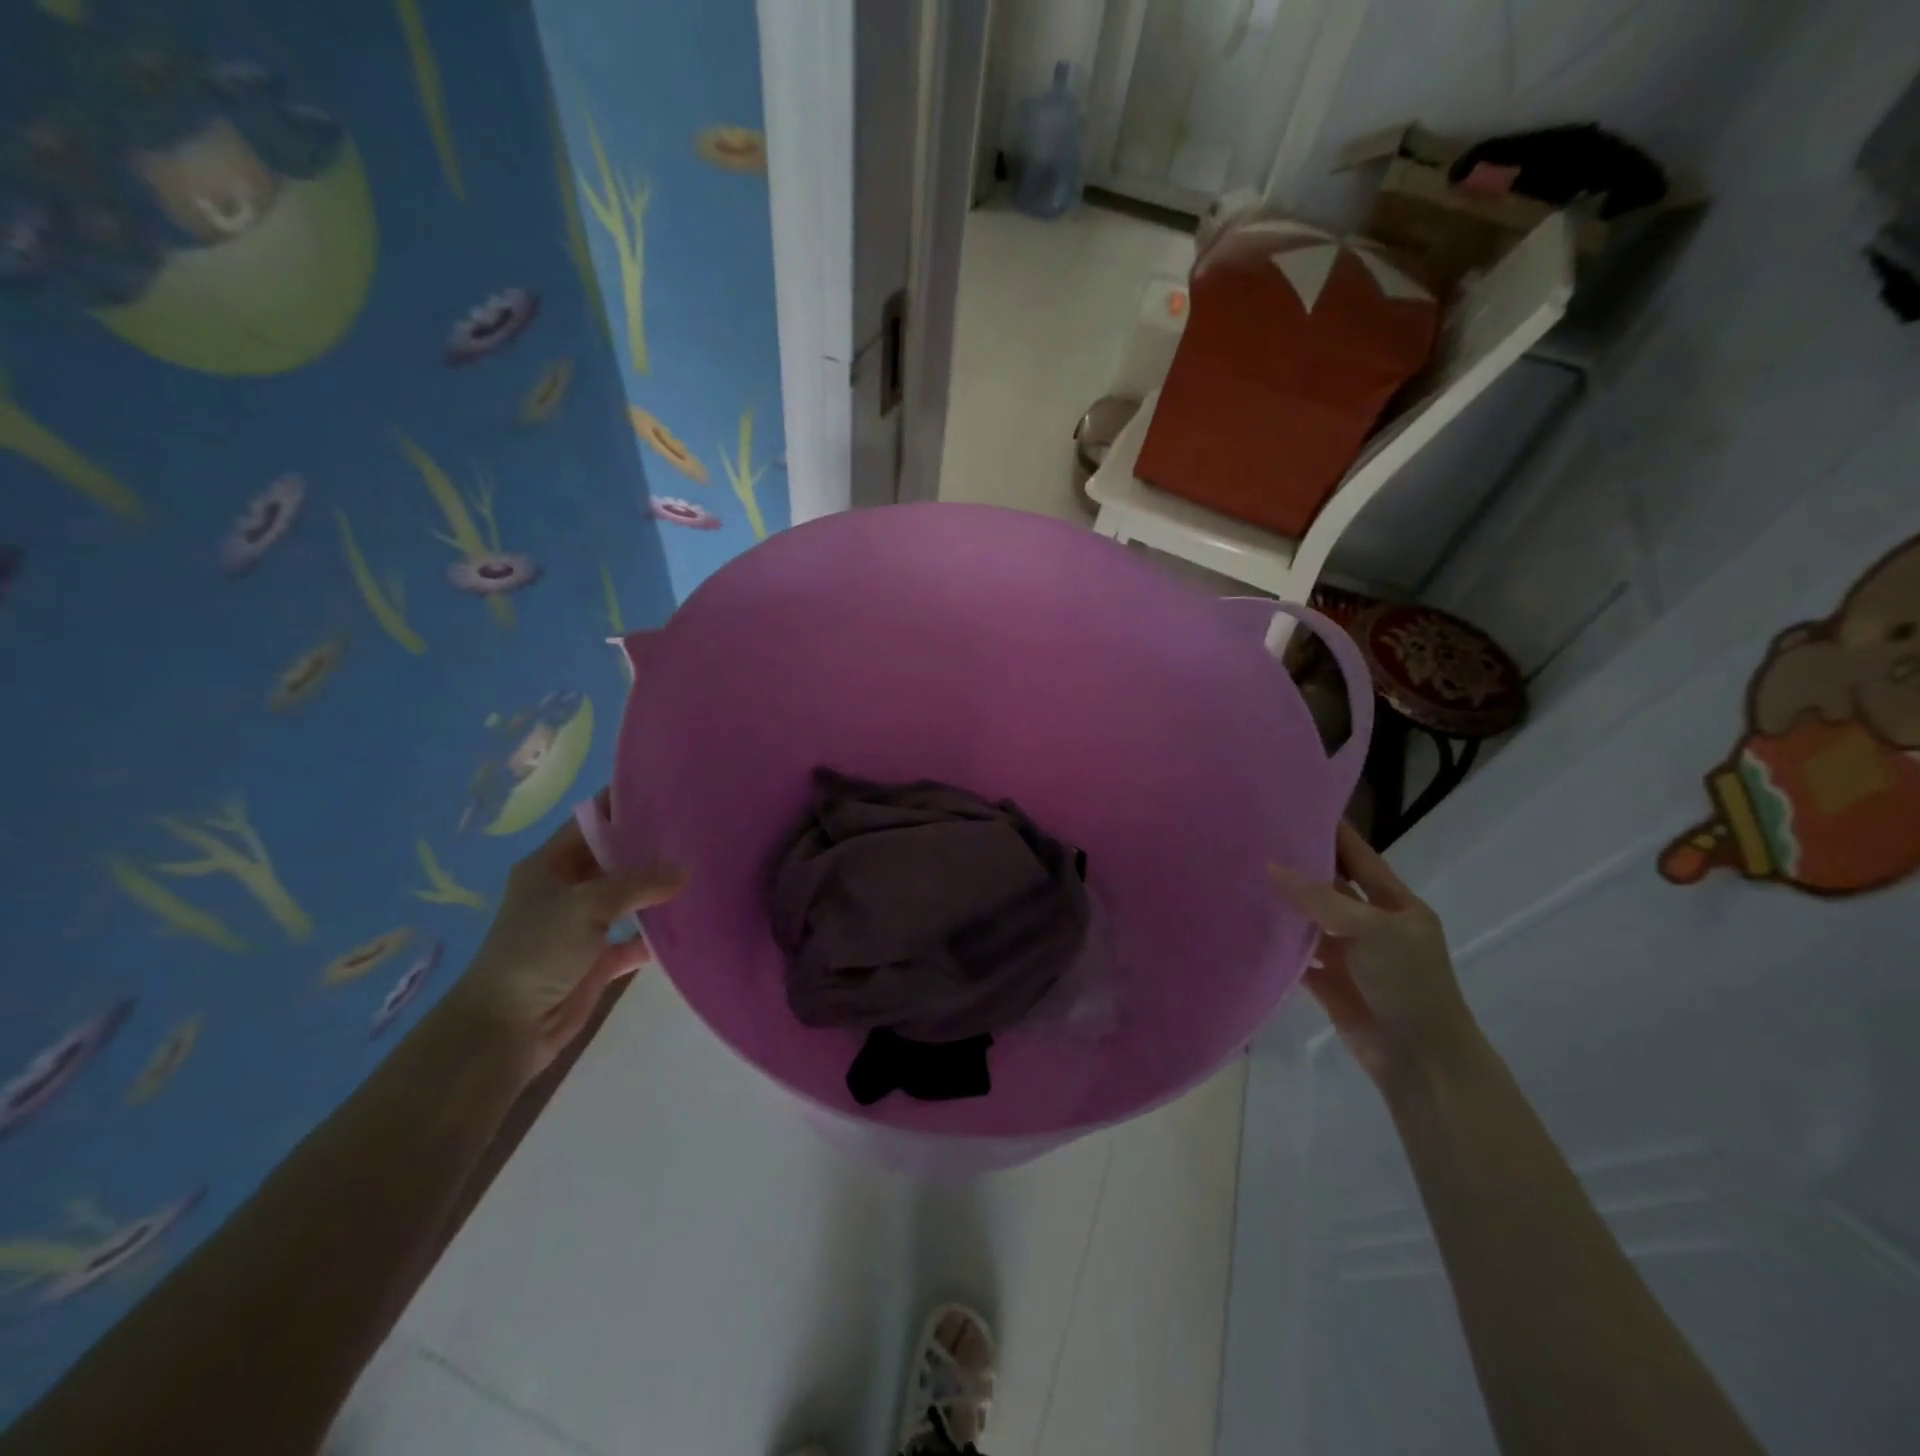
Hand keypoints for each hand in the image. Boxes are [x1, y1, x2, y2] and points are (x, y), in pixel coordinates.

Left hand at [443, 800, 685, 1082]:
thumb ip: (638, 883)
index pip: (590, 823)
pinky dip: (658, 935)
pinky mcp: (598, 960)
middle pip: (614, 860)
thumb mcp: (587, 905)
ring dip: (658, 892)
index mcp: (549, 865)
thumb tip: (686, 870)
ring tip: (702, 872)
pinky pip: (636, 940)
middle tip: (696, 833)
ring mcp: (583, 926)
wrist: (507, 1028)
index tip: (667, 794)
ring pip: (628, 899)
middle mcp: (566, 890)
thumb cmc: (537, 951)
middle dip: (650, 849)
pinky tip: (691, 924)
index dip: (623, 806)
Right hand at [1270, 822, 1475, 1091]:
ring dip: (1282, 903)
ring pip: (1309, 919)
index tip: (1297, 805)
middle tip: (1254, 838)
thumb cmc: (1409, 985)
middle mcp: (1371, 924)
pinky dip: (1275, 942)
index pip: (1359, 856)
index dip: (1334, 831)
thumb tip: (1271, 867)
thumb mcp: (1373, 931)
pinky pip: (1296, 955)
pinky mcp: (1328, 982)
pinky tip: (1245, 924)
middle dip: (1299, 864)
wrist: (1421, 1061)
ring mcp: (1348, 954)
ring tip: (1240, 874)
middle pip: (1330, 886)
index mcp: (1396, 904)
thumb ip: (1321, 899)